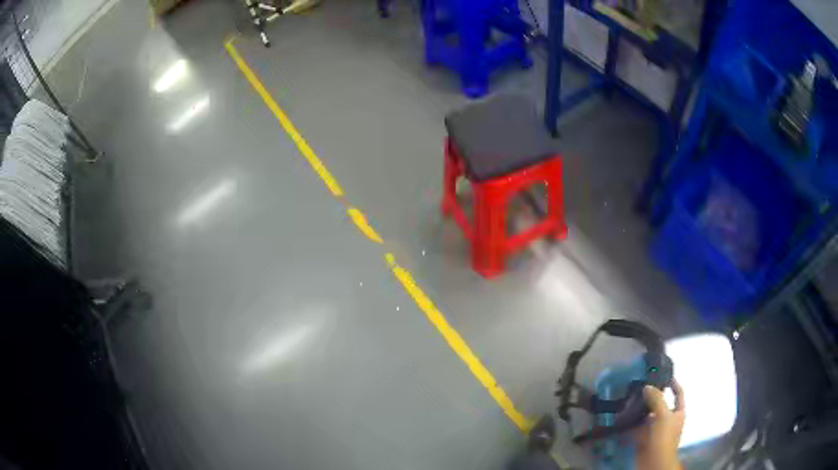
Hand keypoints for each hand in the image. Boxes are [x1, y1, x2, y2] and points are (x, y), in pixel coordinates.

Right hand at [633, 380, 684, 469]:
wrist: (654, 462)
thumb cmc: (664, 437)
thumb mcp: (663, 415)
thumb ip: (656, 399)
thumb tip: (647, 386)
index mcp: (678, 412)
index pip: (678, 393)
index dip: (673, 383)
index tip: (663, 375)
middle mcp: (668, 419)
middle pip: (660, 404)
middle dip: (650, 397)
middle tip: (638, 388)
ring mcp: (655, 430)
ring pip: (647, 415)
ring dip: (638, 410)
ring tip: (628, 401)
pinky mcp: (643, 439)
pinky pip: (636, 428)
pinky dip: (630, 423)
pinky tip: (622, 417)